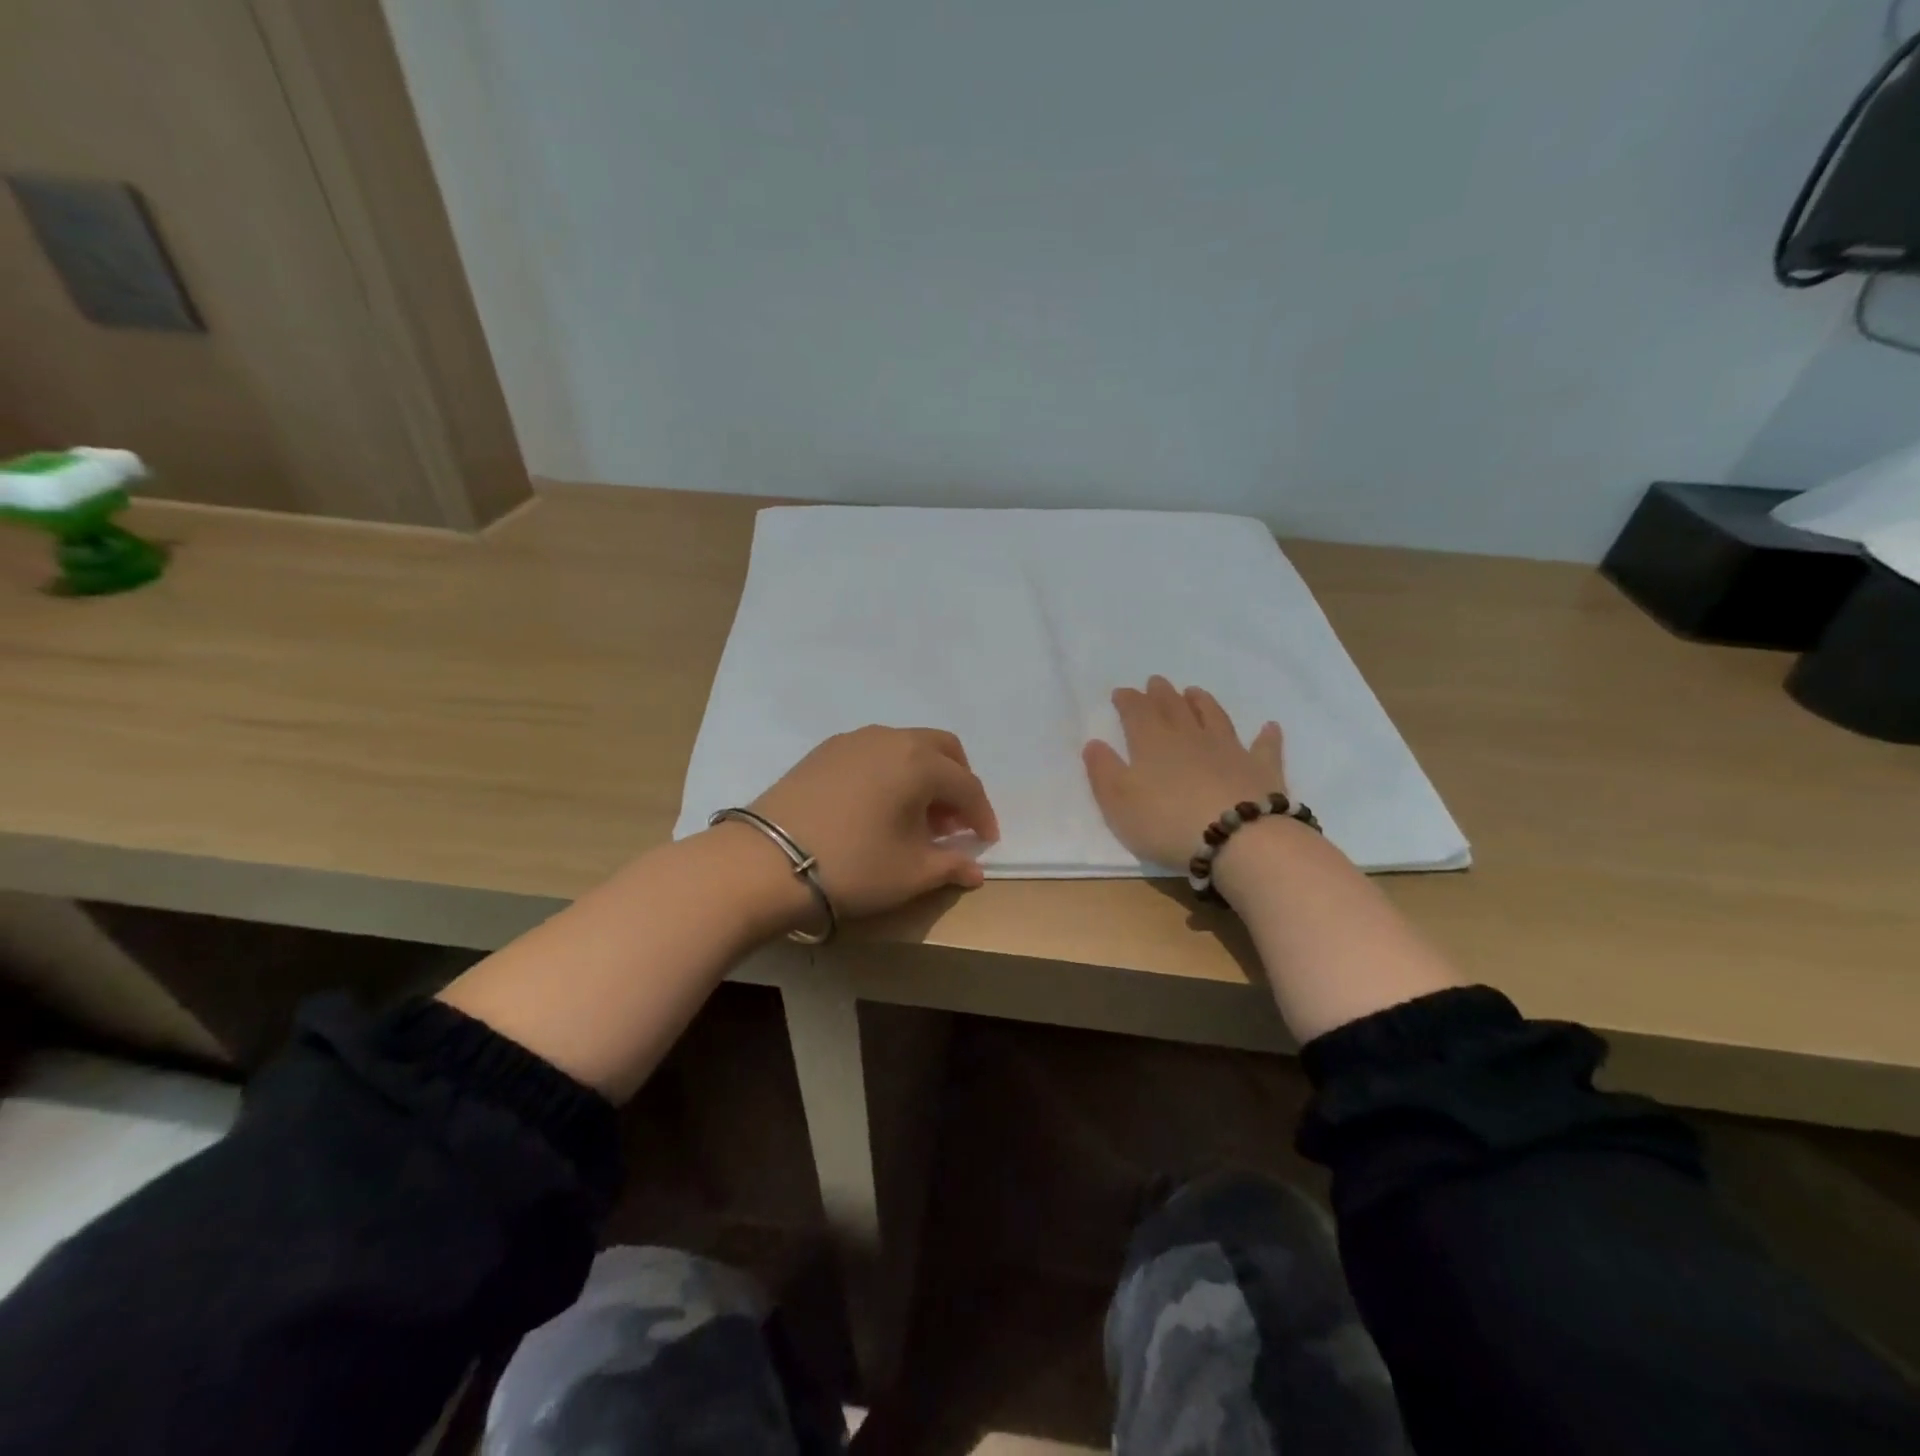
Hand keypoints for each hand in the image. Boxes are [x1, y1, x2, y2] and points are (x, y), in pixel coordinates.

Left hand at [746, 726, 1000, 919]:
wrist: (764, 861)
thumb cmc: (852, 865)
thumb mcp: (910, 873)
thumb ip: (950, 865)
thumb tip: (975, 869)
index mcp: (919, 762)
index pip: (967, 785)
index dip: (982, 814)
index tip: (986, 841)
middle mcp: (891, 739)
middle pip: (942, 750)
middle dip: (958, 782)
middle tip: (954, 822)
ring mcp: (854, 740)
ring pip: (907, 747)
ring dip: (924, 776)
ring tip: (916, 817)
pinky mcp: (824, 751)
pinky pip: (875, 752)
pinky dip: (892, 772)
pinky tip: (879, 806)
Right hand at [1083, 677, 1286, 868]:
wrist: (1237, 837)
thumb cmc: (1167, 822)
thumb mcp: (1118, 802)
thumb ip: (1103, 771)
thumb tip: (1094, 744)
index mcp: (1152, 743)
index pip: (1137, 712)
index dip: (1128, 700)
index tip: (1122, 692)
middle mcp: (1190, 737)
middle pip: (1174, 708)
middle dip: (1162, 694)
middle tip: (1156, 682)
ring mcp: (1229, 749)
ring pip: (1214, 717)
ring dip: (1203, 702)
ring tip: (1195, 692)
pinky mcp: (1260, 768)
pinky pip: (1263, 747)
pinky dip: (1266, 736)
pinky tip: (1270, 727)